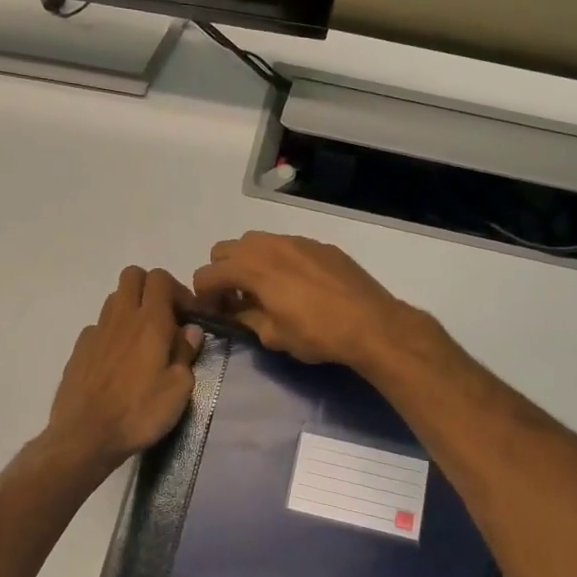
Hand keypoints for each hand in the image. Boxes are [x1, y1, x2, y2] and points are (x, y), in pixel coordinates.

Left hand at [47, 267, 203, 467]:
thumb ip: (186, 353)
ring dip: (131, 308)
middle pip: (133, 275)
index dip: (178, 290)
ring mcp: (96, 331)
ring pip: (114, 299)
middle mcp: (121, 317)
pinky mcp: (79, 349)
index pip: (160, 278)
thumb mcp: (178, 389)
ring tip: (143, 340)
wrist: (84, 436)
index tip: (189, 316)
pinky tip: (118, 361)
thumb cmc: (139, 413)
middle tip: (165, 317)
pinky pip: (99, 326)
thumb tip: (190, 330)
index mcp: (150, 322)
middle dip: (151, 288)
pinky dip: (112, 333)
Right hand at [191, 233, 412, 369]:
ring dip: (249, 262)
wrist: (372, 323)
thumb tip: (235, 312)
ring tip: (265, 290)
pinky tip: (297, 285)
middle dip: (223, 273)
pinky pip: (286, 245)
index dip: (204, 296)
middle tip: (236, 299)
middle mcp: (269, 245)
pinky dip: (278, 260)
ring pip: (256, 242)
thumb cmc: (317, 334)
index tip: (215, 314)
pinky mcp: (319, 245)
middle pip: (225, 249)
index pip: (207, 274)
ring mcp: (296, 240)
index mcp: (252, 268)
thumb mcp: (273, 336)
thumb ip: (246, 319)